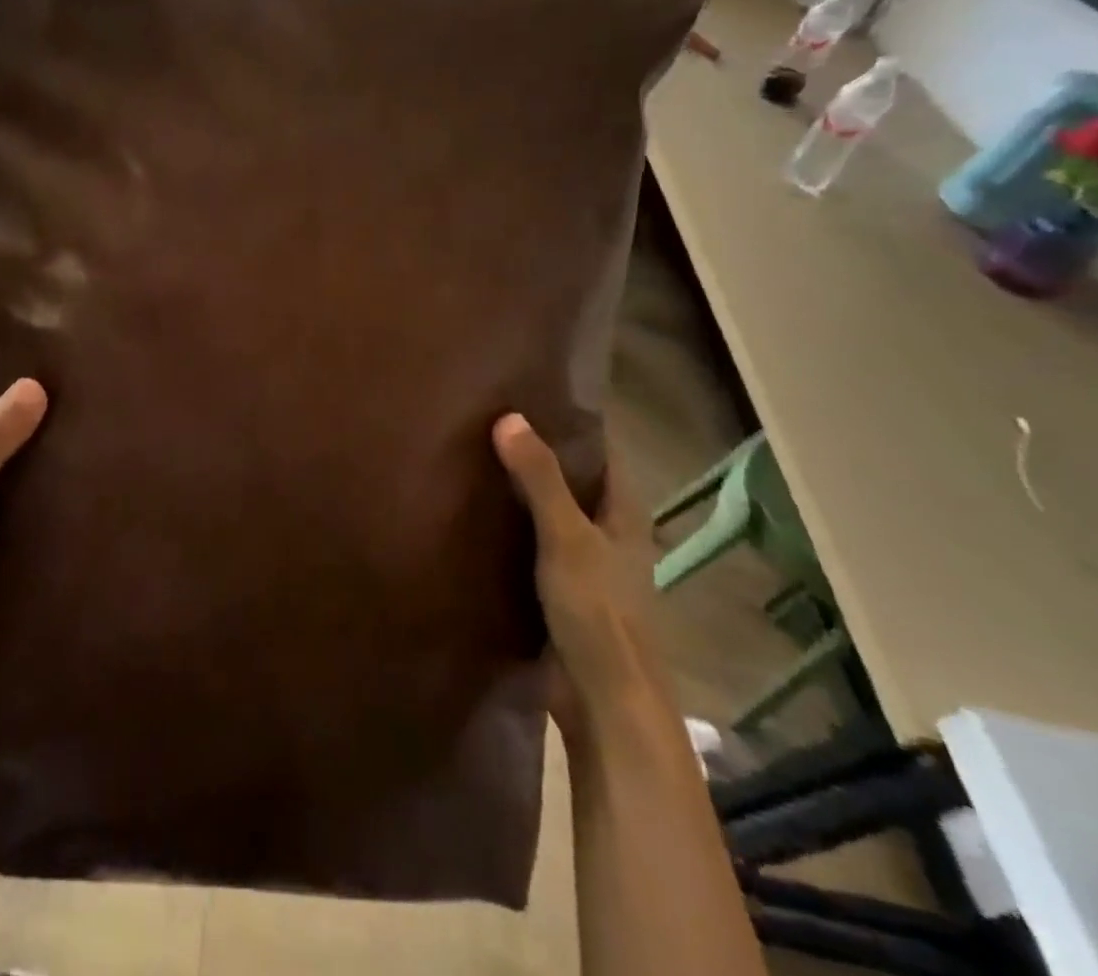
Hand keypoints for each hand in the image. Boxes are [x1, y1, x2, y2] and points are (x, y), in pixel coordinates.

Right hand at [493, 414, 666, 738]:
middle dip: (537, 454)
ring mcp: (585, 566)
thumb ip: (540, 479)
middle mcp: (609, 534)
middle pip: (573, 481)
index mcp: (625, 515)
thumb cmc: (598, 612)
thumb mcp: (566, 537)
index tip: (528, 395)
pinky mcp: (560, 593)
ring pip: (551, 515)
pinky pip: (532, 546)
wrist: (604, 702)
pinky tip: (474, 518)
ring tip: (472, 460)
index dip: (572, 422)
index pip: (602, 452)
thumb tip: (508, 416)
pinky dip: (510, 529)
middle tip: (486, 421)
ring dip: (520, 493)